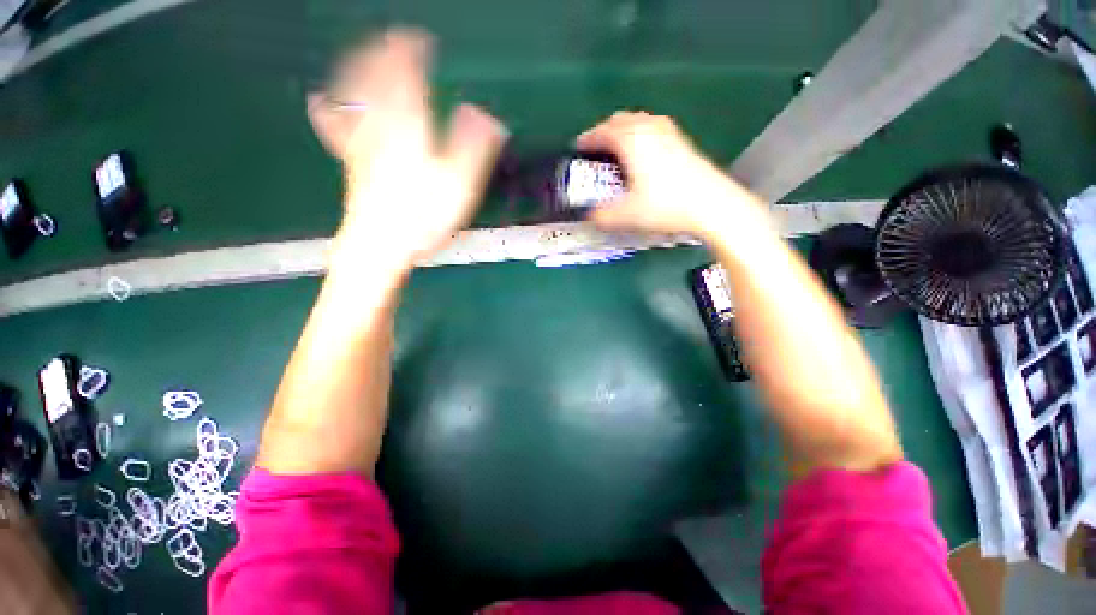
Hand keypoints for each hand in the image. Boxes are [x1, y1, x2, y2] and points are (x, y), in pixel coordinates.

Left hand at [308, 29, 506, 269]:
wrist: (380, 246)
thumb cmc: (423, 217)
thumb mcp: (460, 184)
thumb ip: (473, 147)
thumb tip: (486, 115)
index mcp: (409, 125)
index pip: (406, 75)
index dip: (411, 51)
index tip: (419, 38)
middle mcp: (380, 124)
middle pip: (374, 77)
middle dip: (383, 53)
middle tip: (392, 39)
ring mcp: (360, 142)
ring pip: (353, 95)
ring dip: (358, 69)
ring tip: (363, 55)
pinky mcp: (351, 162)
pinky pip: (335, 128)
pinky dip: (329, 110)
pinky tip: (319, 101)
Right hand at [577, 112, 767, 239]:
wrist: (710, 204)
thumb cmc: (664, 205)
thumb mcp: (626, 215)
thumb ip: (602, 216)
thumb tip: (591, 216)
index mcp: (631, 140)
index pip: (602, 131)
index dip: (587, 139)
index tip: (578, 149)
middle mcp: (648, 127)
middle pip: (620, 120)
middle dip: (605, 132)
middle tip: (596, 151)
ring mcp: (668, 131)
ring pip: (638, 122)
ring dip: (623, 132)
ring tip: (617, 153)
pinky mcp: (681, 141)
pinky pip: (652, 129)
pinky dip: (640, 136)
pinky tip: (642, 156)